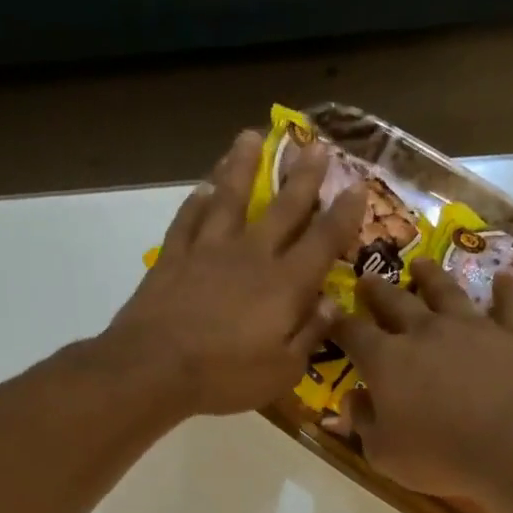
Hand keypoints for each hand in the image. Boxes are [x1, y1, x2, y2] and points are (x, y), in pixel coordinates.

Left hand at [107, 129, 363, 415]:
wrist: (155, 368)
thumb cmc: (227, 375)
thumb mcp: (284, 370)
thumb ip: (310, 333)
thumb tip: (331, 303)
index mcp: (286, 284)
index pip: (323, 240)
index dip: (344, 214)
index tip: (357, 187)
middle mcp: (252, 255)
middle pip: (283, 208)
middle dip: (304, 177)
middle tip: (317, 146)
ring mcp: (209, 251)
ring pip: (230, 198)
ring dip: (243, 166)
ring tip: (251, 137)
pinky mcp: (174, 257)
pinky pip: (188, 220)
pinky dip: (197, 201)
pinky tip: (203, 188)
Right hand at [327, 259, 512, 501]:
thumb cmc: (442, 457)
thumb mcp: (385, 455)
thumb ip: (363, 423)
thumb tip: (351, 400)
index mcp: (387, 360)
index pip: (353, 333)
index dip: (339, 323)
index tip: (330, 313)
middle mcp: (425, 331)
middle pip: (395, 301)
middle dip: (378, 290)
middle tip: (368, 278)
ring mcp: (472, 327)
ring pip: (446, 291)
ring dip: (431, 276)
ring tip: (421, 264)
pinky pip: (508, 304)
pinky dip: (505, 290)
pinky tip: (504, 279)